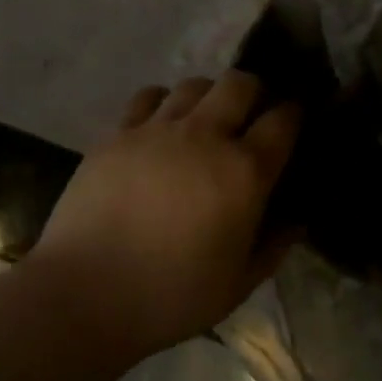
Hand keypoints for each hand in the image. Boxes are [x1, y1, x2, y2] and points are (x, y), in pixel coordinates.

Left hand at [29, 72, 300, 357]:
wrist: (86, 293)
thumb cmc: (170, 297)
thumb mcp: (238, 285)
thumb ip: (274, 247)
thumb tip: (295, 220)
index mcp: (244, 172)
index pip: (283, 120)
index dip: (293, 113)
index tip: (292, 120)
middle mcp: (206, 135)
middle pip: (240, 83)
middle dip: (253, 91)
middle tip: (249, 115)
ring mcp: (158, 129)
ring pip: (194, 84)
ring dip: (208, 96)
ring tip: (203, 120)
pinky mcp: (119, 132)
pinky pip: (149, 96)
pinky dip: (162, 102)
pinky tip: (159, 125)